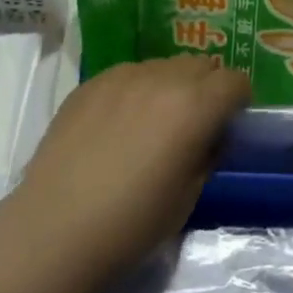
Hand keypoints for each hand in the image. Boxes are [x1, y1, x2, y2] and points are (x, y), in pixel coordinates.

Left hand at [10, 56, 249, 285]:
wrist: (55, 228)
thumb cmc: (131, 225)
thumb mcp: (188, 197)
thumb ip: (208, 154)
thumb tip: (211, 134)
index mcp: (194, 106)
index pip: (234, 80)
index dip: (237, 100)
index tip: (228, 123)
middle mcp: (162, 78)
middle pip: (200, 64)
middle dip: (206, 87)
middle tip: (194, 123)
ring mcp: (123, 75)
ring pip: (163, 65)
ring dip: (171, 85)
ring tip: (153, 122)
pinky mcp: (92, 81)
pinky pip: (128, 74)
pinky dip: (135, 90)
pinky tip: (118, 125)